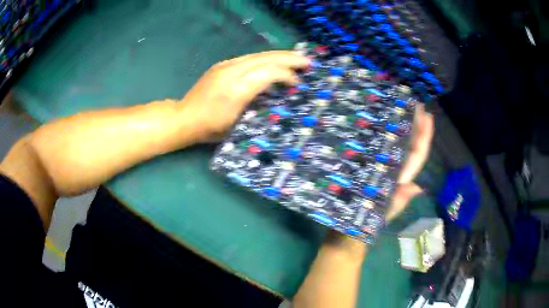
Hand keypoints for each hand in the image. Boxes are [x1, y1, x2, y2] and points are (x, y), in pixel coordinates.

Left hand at [180, 51, 309, 142]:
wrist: (184, 117)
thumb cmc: (210, 128)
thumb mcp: (237, 125)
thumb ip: (256, 107)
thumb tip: (275, 95)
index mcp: (236, 90)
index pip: (267, 74)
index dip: (286, 75)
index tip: (298, 83)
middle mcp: (231, 73)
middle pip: (265, 59)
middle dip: (289, 59)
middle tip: (307, 61)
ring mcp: (225, 66)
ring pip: (257, 55)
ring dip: (279, 55)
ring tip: (295, 58)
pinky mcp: (221, 65)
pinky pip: (248, 58)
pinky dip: (265, 58)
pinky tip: (273, 61)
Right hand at [325, 104, 433, 252]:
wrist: (351, 223)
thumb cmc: (372, 217)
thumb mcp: (390, 208)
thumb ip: (403, 198)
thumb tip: (419, 186)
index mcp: (404, 174)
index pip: (419, 152)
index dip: (424, 134)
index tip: (427, 115)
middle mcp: (396, 165)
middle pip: (410, 142)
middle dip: (415, 123)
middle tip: (415, 101)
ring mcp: (383, 163)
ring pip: (397, 141)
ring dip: (401, 123)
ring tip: (402, 104)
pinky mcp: (370, 162)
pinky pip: (380, 145)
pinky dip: (383, 132)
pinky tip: (380, 119)